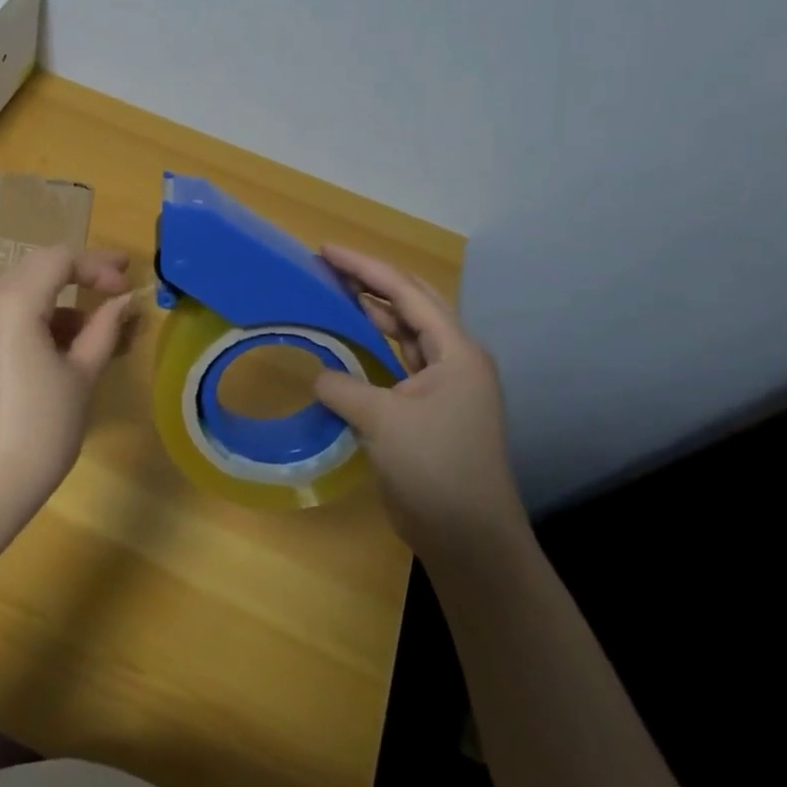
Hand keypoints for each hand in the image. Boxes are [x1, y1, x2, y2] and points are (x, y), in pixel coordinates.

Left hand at [0, 246, 133, 555]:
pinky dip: (40, 321)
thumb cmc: (39, 430)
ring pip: (24, 292)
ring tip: (104, 333)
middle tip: (121, 291)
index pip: (60, 260)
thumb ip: (104, 328)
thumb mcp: (81, 376)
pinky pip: (8, 315)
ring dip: (63, 304)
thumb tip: (125, 302)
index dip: (99, 268)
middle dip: (82, 278)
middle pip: (39, 269)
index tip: (129, 289)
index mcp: (10, 301)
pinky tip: (70, 348)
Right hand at [311, 244, 524, 561]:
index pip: (406, 293)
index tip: (325, 250)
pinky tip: (344, 343)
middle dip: (370, 281)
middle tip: (327, 266)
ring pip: (403, 333)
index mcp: (456, 352)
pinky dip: (370, 348)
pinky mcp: (427, 409)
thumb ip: (343, 386)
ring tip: (331, 293)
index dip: (364, 267)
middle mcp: (454, 360)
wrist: (467, 536)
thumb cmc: (434, 468)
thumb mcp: (381, 420)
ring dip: (370, 312)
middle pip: (411, 305)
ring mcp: (443, 385)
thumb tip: (319, 376)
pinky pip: (395, 363)